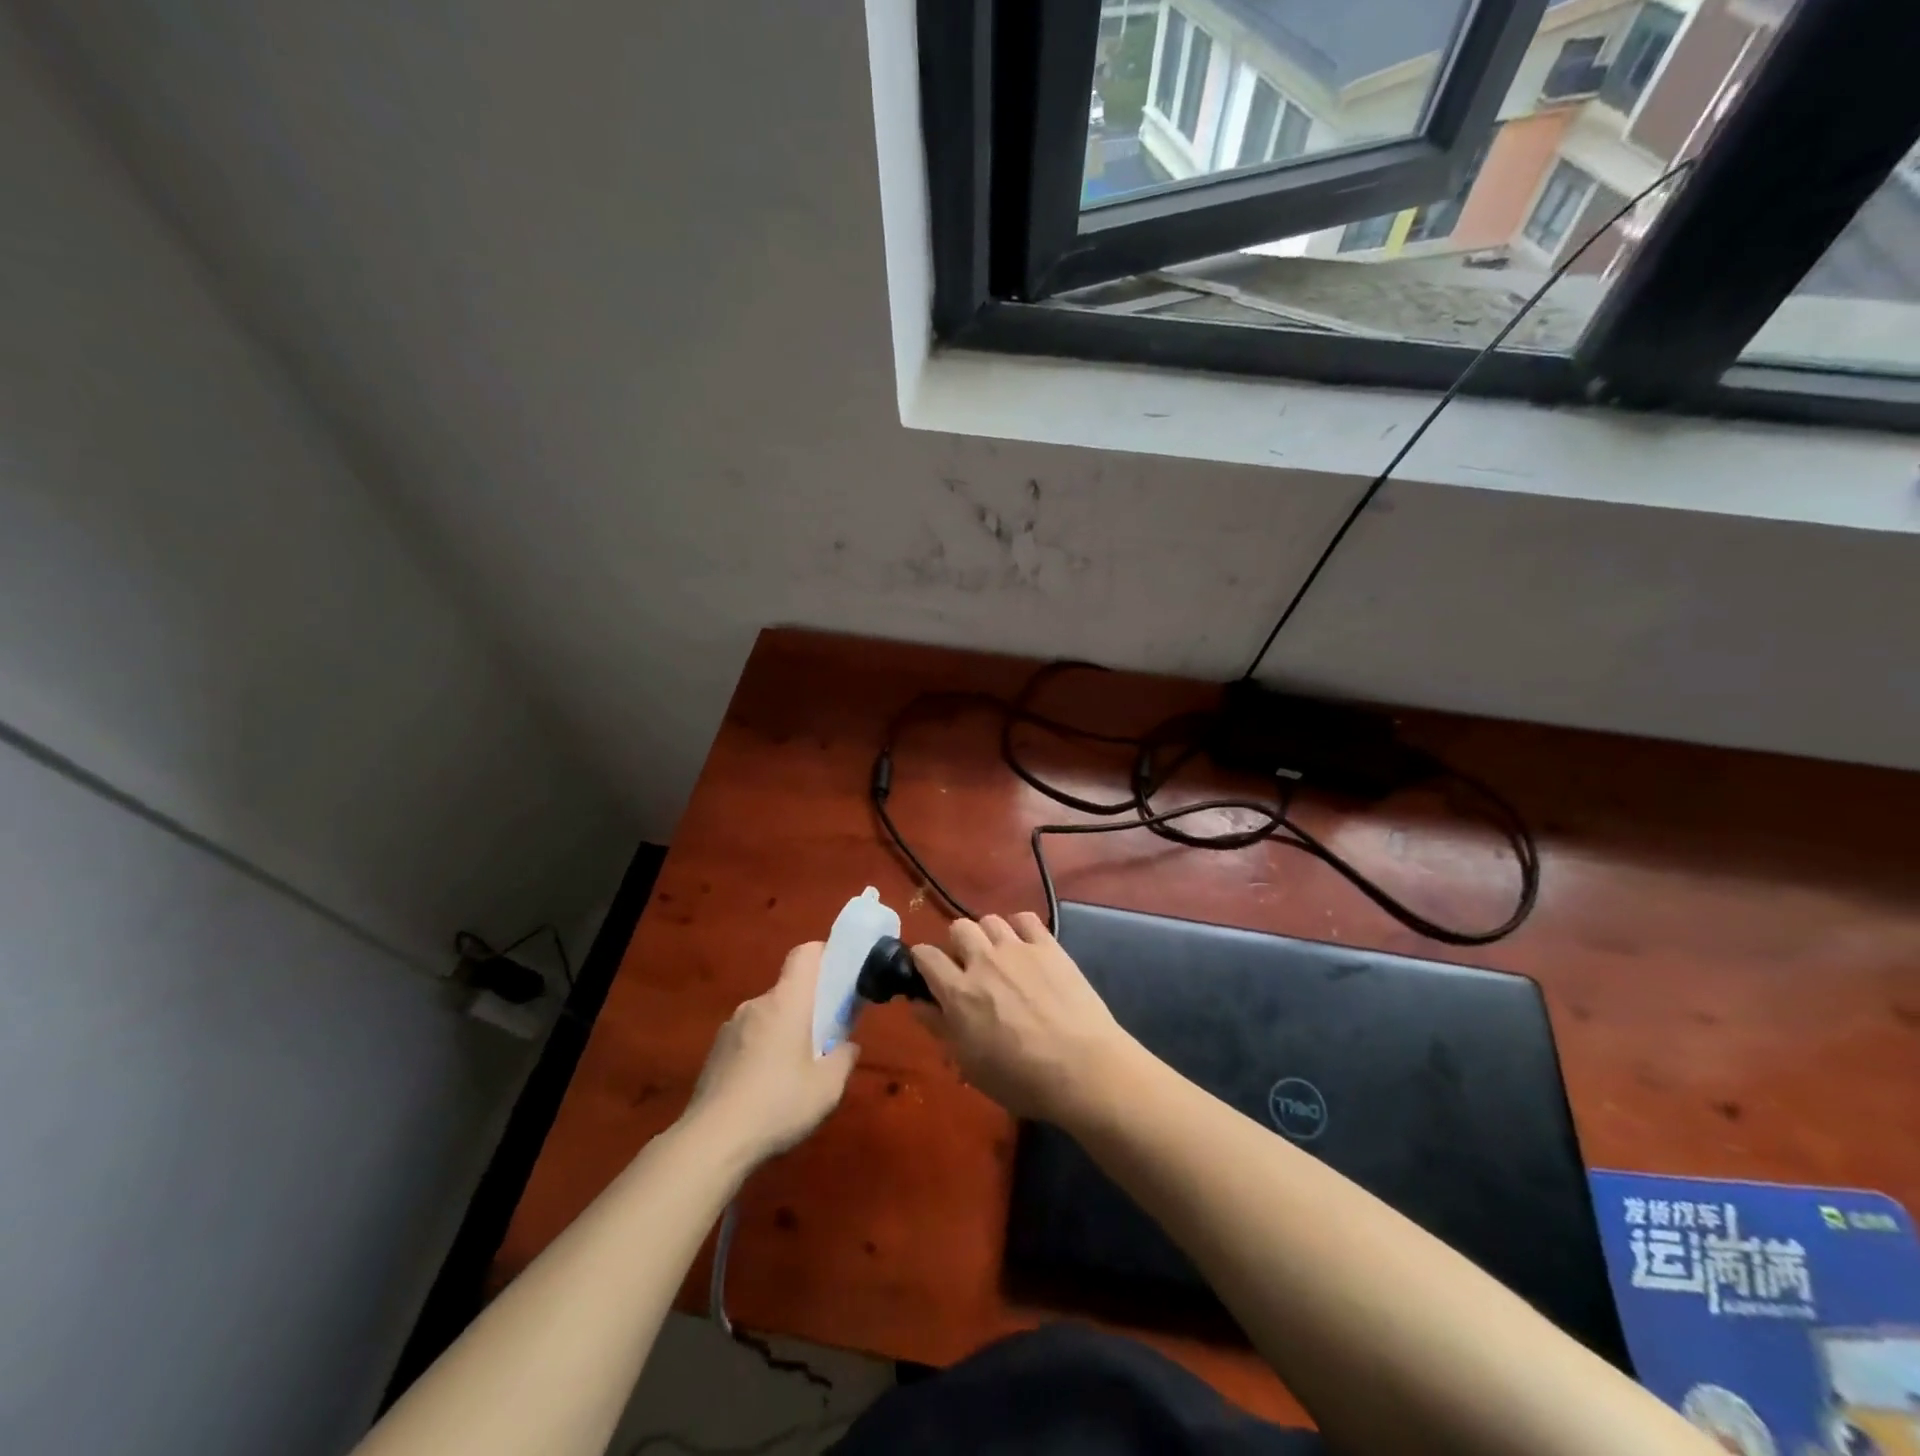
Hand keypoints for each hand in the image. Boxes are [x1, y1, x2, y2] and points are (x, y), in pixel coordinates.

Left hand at [682, 942, 859, 1167]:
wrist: (711, 1143)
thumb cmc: (778, 1104)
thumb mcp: (828, 1088)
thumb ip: (844, 1058)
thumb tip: (847, 1046)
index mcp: (787, 1002)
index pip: (805, 954)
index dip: (825, 956)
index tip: (840, 979)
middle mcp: (756, 1004)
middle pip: (788, 990)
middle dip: (808, 1008)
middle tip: (824, 1041)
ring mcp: (730, 1028)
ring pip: (767, 1017)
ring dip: (783, 1033)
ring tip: (792, 1073)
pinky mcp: (714, 1053)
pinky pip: (747, 1039)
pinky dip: (761, 1052)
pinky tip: (764, 1090)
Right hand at [911, 913, 1137, 1124]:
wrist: (1082, 1069)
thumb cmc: (1021, 1079)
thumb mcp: (969, 1064)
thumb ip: (939, 1028)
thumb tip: (918, 1003)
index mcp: (959, 991)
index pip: (925, 955)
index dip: (922, 961)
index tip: (928, 974)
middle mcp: (984, 960)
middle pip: (958, 928)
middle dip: (957, 944)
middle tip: (968, 969)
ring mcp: (1018, 949)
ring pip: (990, 919)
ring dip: (988, 936)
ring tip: (999, 957)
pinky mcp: (1049, 946)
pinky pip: (1025, 918)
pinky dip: (1019, 927)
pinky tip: (1025, 946)